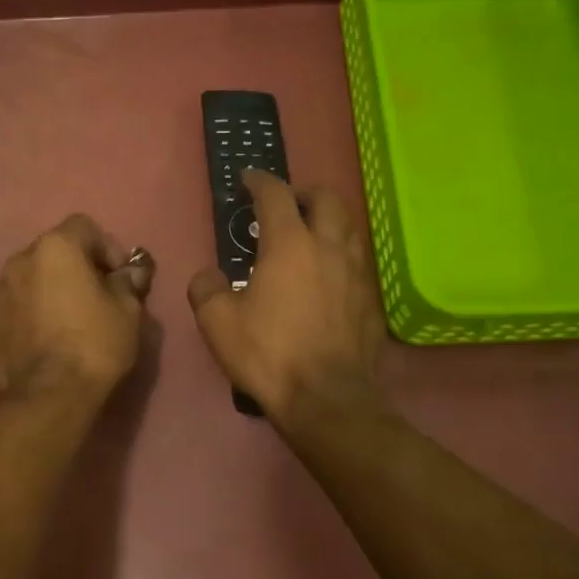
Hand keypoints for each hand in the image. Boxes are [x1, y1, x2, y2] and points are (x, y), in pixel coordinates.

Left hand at [0, 215, 154, 407]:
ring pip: (28, 276)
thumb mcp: (128, 311)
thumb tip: (130, 272)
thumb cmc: (96, 345)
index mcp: (56, 247)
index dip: (106, 247)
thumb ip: (127, 282)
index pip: (84, 227)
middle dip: (74, 266)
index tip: (118, 276)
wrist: (50, 395)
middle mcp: (20, 258)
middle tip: (93, 295)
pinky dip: (22, 308)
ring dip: (46, 286)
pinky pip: (7, 302)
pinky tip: (35, 330)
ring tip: (62, 317)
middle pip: (52, 250)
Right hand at [187, 172, 385, 424]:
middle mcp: (329, 247)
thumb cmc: (269, 354)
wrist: (327, 399)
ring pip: (349, 226)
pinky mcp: (371, 299)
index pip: (276, 194)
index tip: (248, 179)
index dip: (259, 181)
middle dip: (303, 193)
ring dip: (328, 220)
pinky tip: (328, 276)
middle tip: (286, 204)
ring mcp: (357, 272)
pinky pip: (358, 260)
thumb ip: (206, 289)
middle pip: (325, 198)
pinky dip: (341, 254)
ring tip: (309, 236)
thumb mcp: (218, 323)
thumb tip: (209, 275)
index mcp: (289, 244)